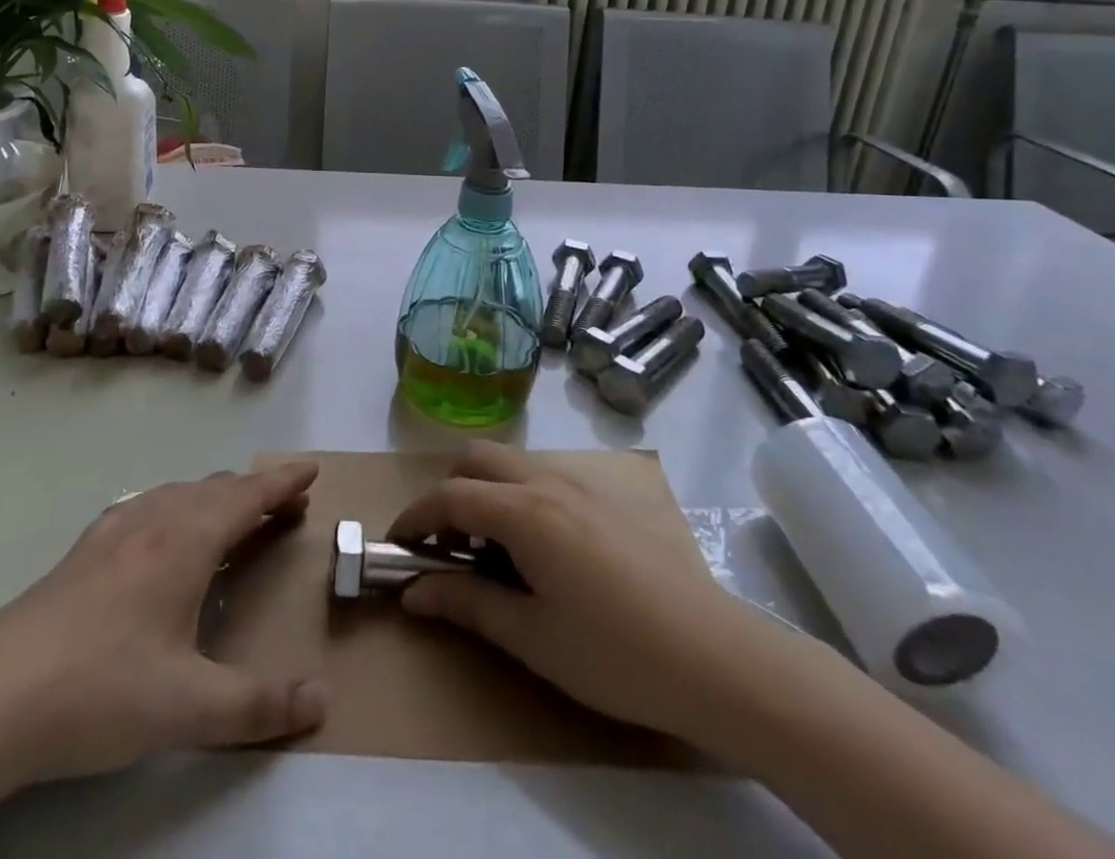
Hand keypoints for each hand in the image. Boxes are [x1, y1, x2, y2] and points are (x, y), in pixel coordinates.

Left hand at [0, 463, 327, 808]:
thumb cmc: (101, 690)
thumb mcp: (188, 708)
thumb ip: (258, 706)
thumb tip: (320, 702)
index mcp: (187, 540)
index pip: (248, 494)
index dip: (283, 480)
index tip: (311, 469)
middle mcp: (155, 520)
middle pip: (217, 489)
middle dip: (257, 492)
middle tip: (287, 508)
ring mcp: (115, 530)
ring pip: (180, 494)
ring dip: (217, 499)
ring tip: (234, 519)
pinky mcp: (86, 549)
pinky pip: (148, 507)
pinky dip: (177, 508)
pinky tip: (163, 533)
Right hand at [389, 442, 779, 748]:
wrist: (716, 657)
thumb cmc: (615, 653)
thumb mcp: (532, 637)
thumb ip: (468, 604)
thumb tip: (413, 592)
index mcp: (524, 511)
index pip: (449, 496)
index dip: (415, 518)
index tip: (397, 548)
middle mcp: (548, 482)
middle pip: (477, 458)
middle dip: (448, 492)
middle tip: (445, 547)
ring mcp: (581, 485)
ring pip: (512, 463)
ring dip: (485, 491)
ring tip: (489, 552)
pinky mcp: (606, 500)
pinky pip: (543, 477)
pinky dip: (517, 495)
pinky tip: (536, 551)